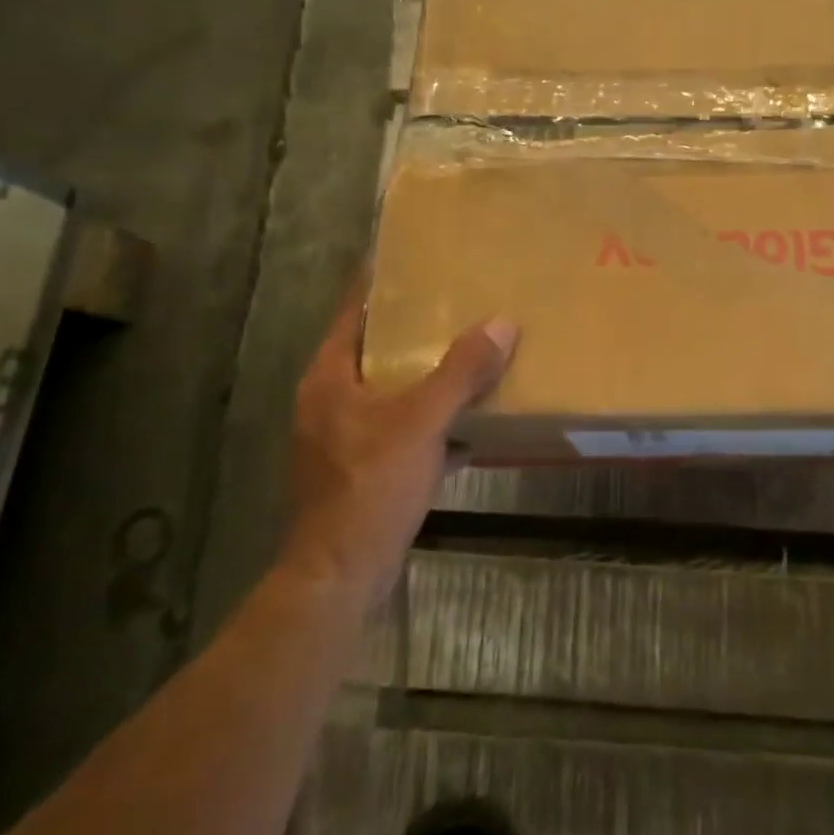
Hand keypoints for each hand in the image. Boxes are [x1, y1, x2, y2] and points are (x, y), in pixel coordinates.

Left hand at [280, 275, 516, 612]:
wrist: (341, 575)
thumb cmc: (371, 488)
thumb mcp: (421, 423)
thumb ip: (461, 372)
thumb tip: (503, 323)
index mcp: (331, 378)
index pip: (355, 312)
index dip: (381, 283)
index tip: (415, 258)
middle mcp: (330, 401)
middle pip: (376, 349)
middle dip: (415, 329)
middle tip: (459, 302)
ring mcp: (343, 438)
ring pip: (391, 391)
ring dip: (427, 376)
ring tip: (471, 354)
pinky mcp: (361, 470)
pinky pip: (402, 428)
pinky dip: (432, 420)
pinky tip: (470, 422)